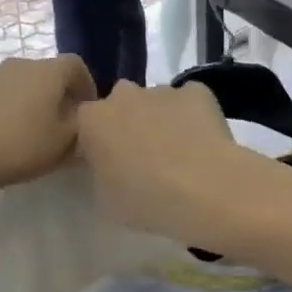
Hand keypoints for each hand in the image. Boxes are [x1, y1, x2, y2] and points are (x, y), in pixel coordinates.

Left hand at [0, 55, 96, 199]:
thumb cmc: (21, 148)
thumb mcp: (66, 144)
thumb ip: (82, 124)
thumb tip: (83, 114)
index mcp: (48, 72)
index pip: (76, 66)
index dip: (86, 86)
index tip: (86, 110)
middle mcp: (19, 64)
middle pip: (45, 73)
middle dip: (56, 94)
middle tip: (58, 123)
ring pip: (17, 83)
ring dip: (26, 100)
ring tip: (25, 130)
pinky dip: (0, 108)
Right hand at [76, 81, 245, 244]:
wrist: (205, 189)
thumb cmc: (146, 200)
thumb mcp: (104, 201)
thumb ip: (99, 174)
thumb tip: (108, 166)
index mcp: (93, 120)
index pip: (86, 123)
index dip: (97, 141)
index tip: (109, 163)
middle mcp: (124, 95)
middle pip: (121, 104)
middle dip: (128, 123)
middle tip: (143, 157)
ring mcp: (162, 90)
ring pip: (155, 101)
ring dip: (160, 120)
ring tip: (179, 153)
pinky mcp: (197, 92)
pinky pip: (189, 100)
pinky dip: (192, 115)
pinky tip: (203, 142)